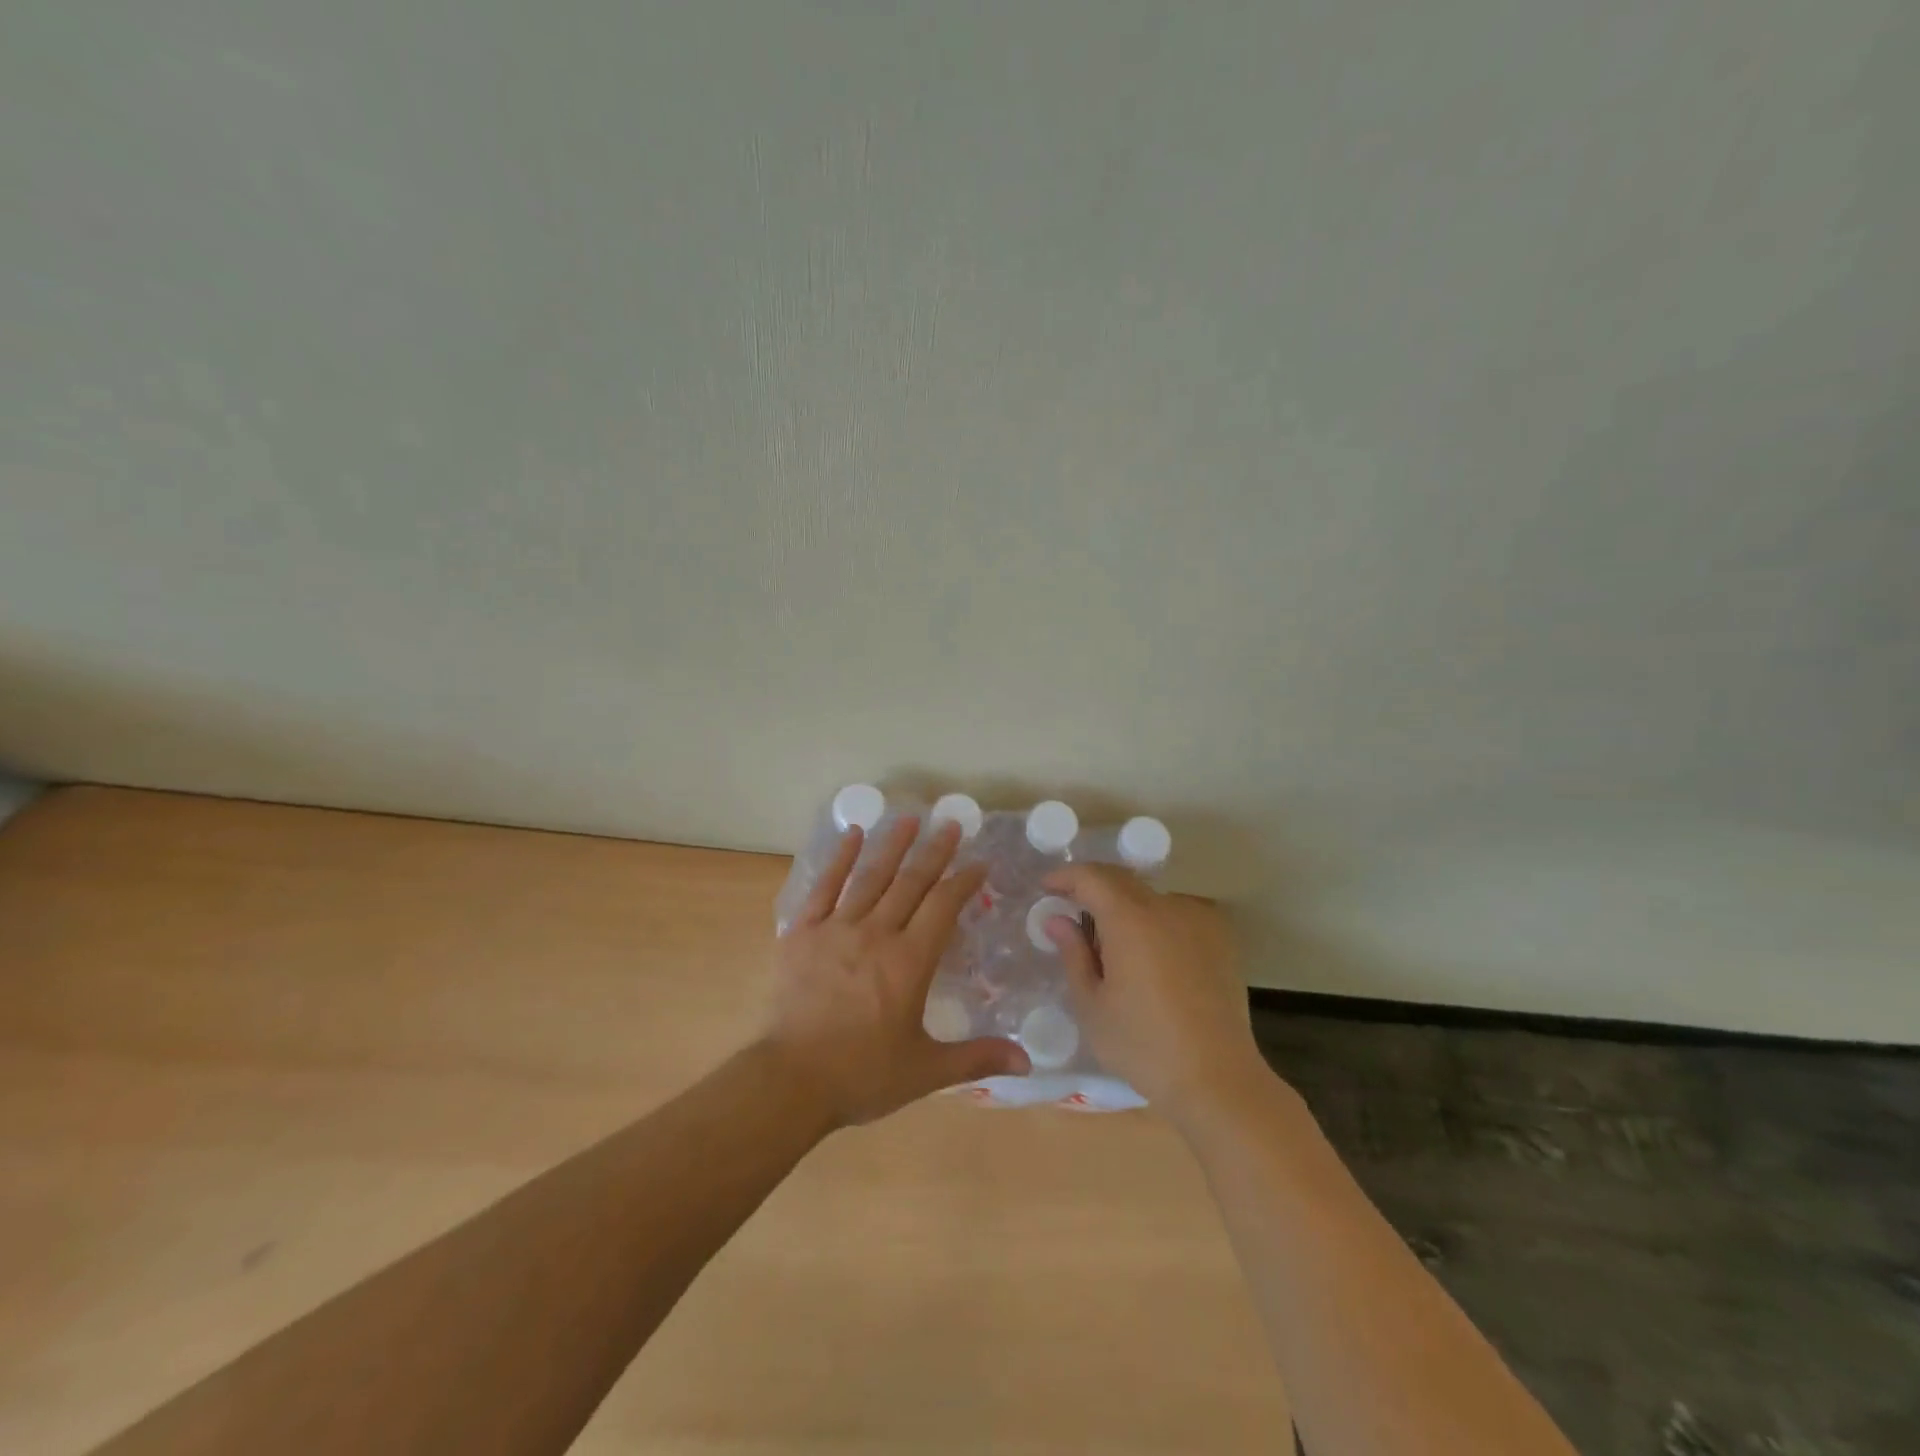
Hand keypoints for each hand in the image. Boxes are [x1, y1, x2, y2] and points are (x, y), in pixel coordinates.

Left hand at [764, 817, 1030, 1127]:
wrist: (791, 1080)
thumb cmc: (862, 1075)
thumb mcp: (925, 1070)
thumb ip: (977, 1058)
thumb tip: (1028, 1061)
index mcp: (910, 961)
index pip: (944, 906)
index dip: (963, 881)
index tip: (978, 863)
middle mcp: (877, 933)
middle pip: (911, 882)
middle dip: (934, 851)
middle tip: (950, 824)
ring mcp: (837, 928)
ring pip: (871, 877)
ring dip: (892, 845)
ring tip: (908, 818)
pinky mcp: (803, 933)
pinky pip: (824, 887)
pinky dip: (839, 859)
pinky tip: (851, 836)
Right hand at [1041, 864, 1265, 1114]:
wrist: (1217, 1078)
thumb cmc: (1143, 1046)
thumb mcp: (1092, 1006)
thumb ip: (1073, 954)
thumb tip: (1057, 920)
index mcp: (1131, 920)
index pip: (1092, 877)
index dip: (1066, 877)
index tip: (1046, 888)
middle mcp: (1167, 907)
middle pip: (1122, 880)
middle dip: (1093, 887)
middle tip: (1071, 908)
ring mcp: (1200, 919)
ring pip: (1151, 896)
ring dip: (1126, 906)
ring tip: (1112, 939)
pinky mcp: (1221, 938)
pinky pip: (1178, 913)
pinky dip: (1156, 920)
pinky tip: (1150, 953)